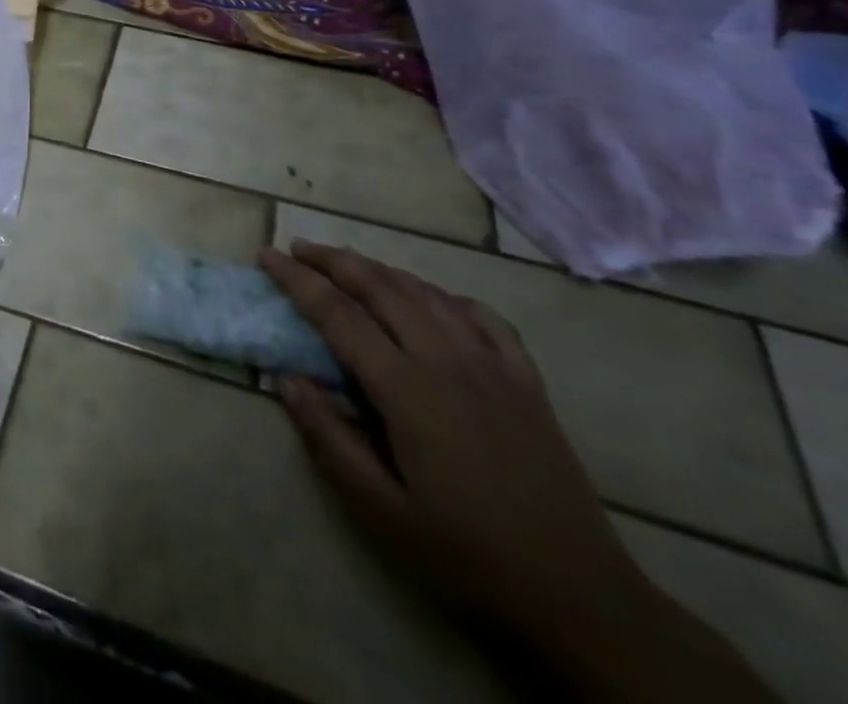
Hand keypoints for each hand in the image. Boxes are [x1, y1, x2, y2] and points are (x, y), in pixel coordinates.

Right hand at [259, 241, 643, 636]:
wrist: (580, 600)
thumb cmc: (466, 557)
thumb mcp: (380, 511)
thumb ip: (328, 437)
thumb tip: (286, 379)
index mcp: (407, 389)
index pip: (337, 314)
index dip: (297, 281)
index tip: (266, 256)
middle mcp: (447, 360)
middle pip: (381, 288)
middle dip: (333, 261)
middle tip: (299, 248)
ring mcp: (493, 366)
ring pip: (427, 293)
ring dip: (381, 270)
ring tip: (349, 263)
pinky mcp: (526, 382)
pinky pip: (482, 317)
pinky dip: (446, 296)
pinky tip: (433, 299)